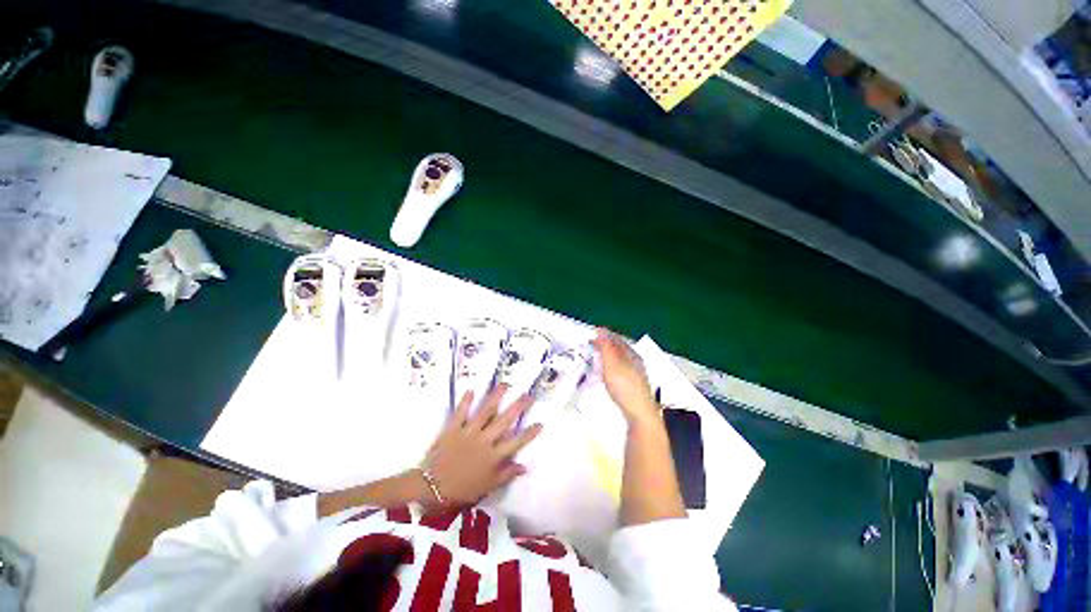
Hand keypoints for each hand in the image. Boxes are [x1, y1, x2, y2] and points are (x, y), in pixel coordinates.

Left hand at [421, 385, 542, 506]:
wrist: (431, 489)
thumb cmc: (462, 490)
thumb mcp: (488, 487)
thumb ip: (506, 475)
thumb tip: (524, 467)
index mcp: (494, 456)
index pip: (516, 442)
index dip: (529, 433)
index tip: (540, 423)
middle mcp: (484, 441)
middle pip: (504, 421)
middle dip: (518, 407)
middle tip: (528, 395)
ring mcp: (469, 432)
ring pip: (485, 411)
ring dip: (495, 397)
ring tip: (504, 385)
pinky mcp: (453, 429)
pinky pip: (460, 412)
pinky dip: (465, 401)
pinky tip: (471, 390)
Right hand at [592, 328, 659, 426]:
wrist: (639, 414)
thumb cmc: (624, 386)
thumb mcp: (611, 364)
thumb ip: (606, 347)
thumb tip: (601, 330)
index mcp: (632, 354)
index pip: (617, 338)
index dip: (604, 334)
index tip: (592, 332)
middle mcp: (636, 362)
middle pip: (619, 348)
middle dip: (606, 344)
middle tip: (592, 344)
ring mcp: (636, 375)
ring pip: (620, 359)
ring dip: (608, 355)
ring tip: (597, 356)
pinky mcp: (634, 386)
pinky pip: (621, 369)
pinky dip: (611, 366)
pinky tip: (607, 373)